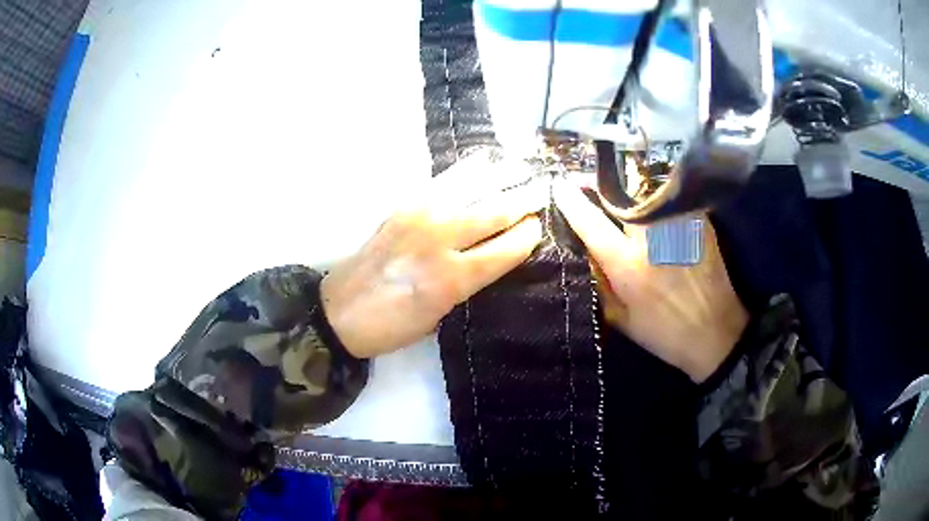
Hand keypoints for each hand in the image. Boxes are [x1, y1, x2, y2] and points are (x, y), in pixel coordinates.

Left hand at [321, 161, 545, 358]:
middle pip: (494, 212)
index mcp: (452, 279)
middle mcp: (440, 240)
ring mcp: (419, 217)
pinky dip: (465, 171)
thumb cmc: (392, 326)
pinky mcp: (403, 207)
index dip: (529, 235)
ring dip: (500, 177)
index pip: (506, 249)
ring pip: (471, 189)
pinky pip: (441, 182)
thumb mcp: (439, 317)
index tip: (541, 226)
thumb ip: (469, 283)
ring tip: (521, 168)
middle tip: (542, 191)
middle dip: (523, 200)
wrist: (339, 312)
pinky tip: (482, 162)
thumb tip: (496, 257)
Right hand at [553, 182, 747, 382]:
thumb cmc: (665, 332)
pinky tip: (652, 208)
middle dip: (600, 185)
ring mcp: (678, 226)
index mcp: (628, 266)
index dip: (572, 201)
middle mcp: (652, 238)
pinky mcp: (698, 222)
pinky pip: (669, 200)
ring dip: (628, 190)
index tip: (558, 185)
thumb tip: (583, 252)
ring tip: (622, 197)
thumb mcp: (621, 319)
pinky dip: (655, 199)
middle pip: (620, 193)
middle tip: (591, 186)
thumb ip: (598, 284)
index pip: (591, 223)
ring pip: (645, 190)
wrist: (716, 333)